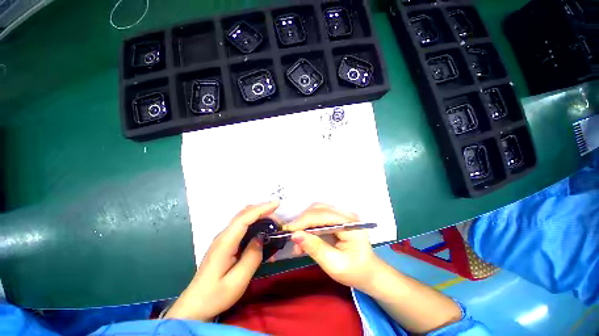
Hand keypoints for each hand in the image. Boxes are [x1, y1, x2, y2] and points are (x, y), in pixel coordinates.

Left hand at [165, 201, 279, 320]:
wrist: (195, 305)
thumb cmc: (215, 296)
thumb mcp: (237, 281)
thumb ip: (252, 257)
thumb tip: (262, 237)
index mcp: (225, 242)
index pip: (244, 218)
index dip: (261, 209)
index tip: (277, 204)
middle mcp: (223, 235)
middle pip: (243, 214)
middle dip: (262, 210)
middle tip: (278, 220)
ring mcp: (223, 238)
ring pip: (243, 218)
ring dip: (259, 215)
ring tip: (273, 223)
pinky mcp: (226, 243)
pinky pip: (242, 226)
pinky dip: (254, 222)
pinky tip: (262, 229)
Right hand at [283, 203, 383, 291]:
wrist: (369, 273)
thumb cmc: (355, 272)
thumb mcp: (334, 265)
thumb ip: (315, 248)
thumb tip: (295, 235)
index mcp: (350, 224)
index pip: (322, 215)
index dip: (303, 221)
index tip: (288, 231)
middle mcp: (346, 214)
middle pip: (318, 209)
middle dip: (303, 221)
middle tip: (292, 237)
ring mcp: (342, 215)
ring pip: (317, 211)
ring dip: (305, 223)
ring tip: (298, 240)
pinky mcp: (337, 218)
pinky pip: (319, 216)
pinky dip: (309, 225)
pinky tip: (305, 238)